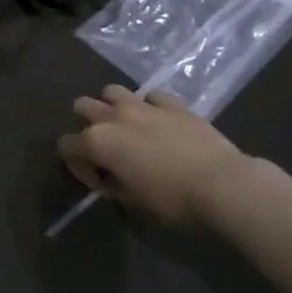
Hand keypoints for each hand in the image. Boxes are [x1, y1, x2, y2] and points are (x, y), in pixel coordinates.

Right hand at [58, 86, 250, 226]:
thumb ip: (112, 185)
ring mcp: (144, 106)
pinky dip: (150, 107)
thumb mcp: (132, 201)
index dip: (77, 166)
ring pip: (112, 91)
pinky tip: (160, 123)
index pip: (66, 146)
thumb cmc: (172, 199)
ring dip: (113, 107)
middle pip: (82, 106)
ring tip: (127, 127)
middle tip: (106, 148)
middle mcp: (113, 117)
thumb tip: (109, 179)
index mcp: (97, 141)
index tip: (98, 182)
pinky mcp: (174, 104)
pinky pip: (152, 96)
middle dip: (86, 125)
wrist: (224, 185)